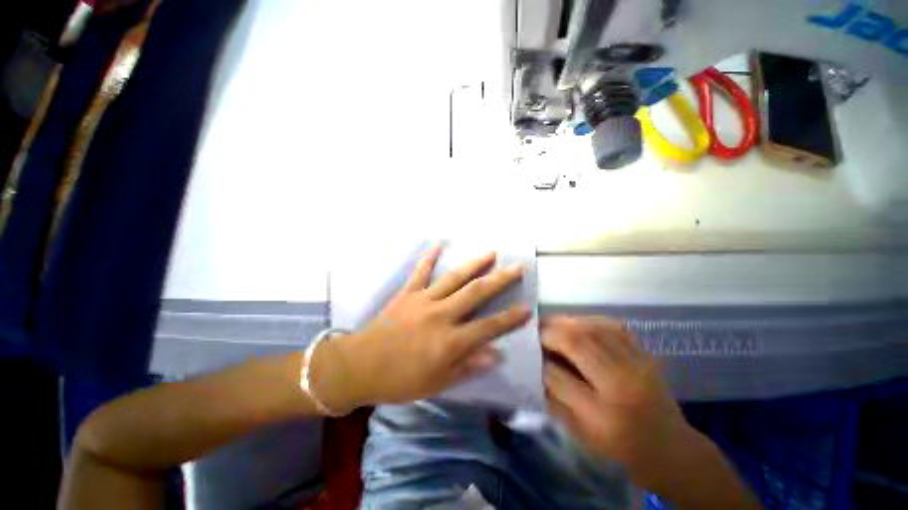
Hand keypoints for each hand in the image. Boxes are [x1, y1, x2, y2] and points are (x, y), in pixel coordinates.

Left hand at [313, 246, 530, 412]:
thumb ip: (468, 366)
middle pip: (476, 293)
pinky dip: (428, 257)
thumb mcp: (438, 383)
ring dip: (473, 264)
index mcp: (450, 341)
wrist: (360, 366)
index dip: (509, 319)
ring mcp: (423, 300)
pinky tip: (438, 244)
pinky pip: (420, 271)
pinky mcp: (407, 293)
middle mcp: (441, 315)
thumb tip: (495, 354)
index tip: (527, 308)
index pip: (488, 327)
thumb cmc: (400, 380)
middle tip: (516, 267)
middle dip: (499, 280)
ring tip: (490, 252)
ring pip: (453, 278)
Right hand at [542, 316, 691, 480]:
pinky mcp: (646, 353)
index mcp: (604, 415)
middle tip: (535, 331)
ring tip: (551, 324)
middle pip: (578, 342)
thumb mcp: (581, 433)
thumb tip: (536, 367)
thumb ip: (555, 399)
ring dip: (566, 322)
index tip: (529, 354)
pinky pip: (612, 325)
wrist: (671, 448)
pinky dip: (588, 321)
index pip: (560, 377)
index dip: (540, 362)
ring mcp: (638, 364)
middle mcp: (623, 384)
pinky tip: (577, 325)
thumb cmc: (621, 448)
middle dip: (549, 332)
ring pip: (593, 327)